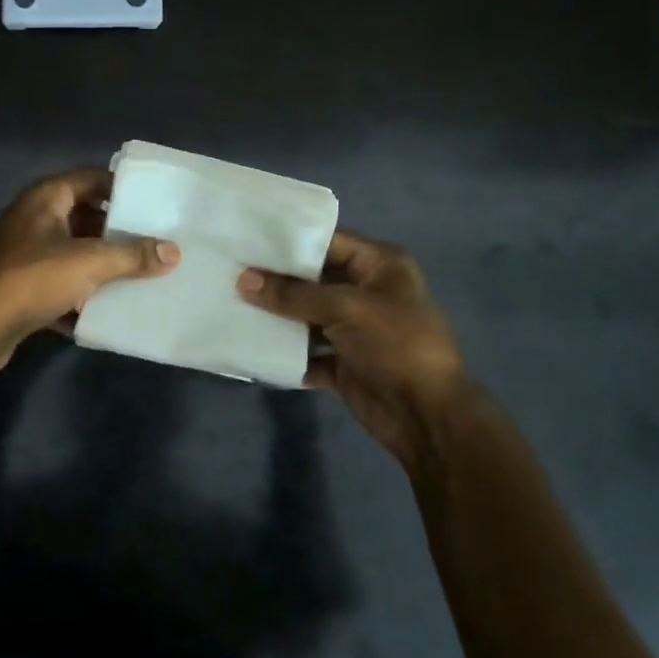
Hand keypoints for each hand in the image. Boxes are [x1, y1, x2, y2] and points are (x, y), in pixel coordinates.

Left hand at [0, 168, 178, 364]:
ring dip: (102, 263)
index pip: (90, 178)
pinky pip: (62, 281)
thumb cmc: (34, 278)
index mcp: (45, 198)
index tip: (152, 203)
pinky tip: (110, 306)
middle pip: (84, 216)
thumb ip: (133, 255)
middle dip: (117, 231)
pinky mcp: (23, 285)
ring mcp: (26, 253)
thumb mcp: (90, 262)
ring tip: (141, 272)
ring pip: (74, 251)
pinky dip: (83, 291)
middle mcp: (34, 218)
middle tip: (154, 240)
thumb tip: (173, 252)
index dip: (121, 188)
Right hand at [238, 232, 471, 465]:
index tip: (248, 241)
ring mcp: (356, 330)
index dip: (290, 243)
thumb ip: (292, 294)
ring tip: (233, 306)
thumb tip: (243, 280)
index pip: (328, 242)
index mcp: (380, 266)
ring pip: (308, 316)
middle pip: (314, 280)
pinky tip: (254, 346)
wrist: (426, 416)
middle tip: (232, 273)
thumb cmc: (394, 345)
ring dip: (278, 317)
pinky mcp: (345, 362)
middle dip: (277, 281)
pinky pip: (308, 351)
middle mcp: (368, 292)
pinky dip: (287, 352)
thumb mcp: (345, 308)